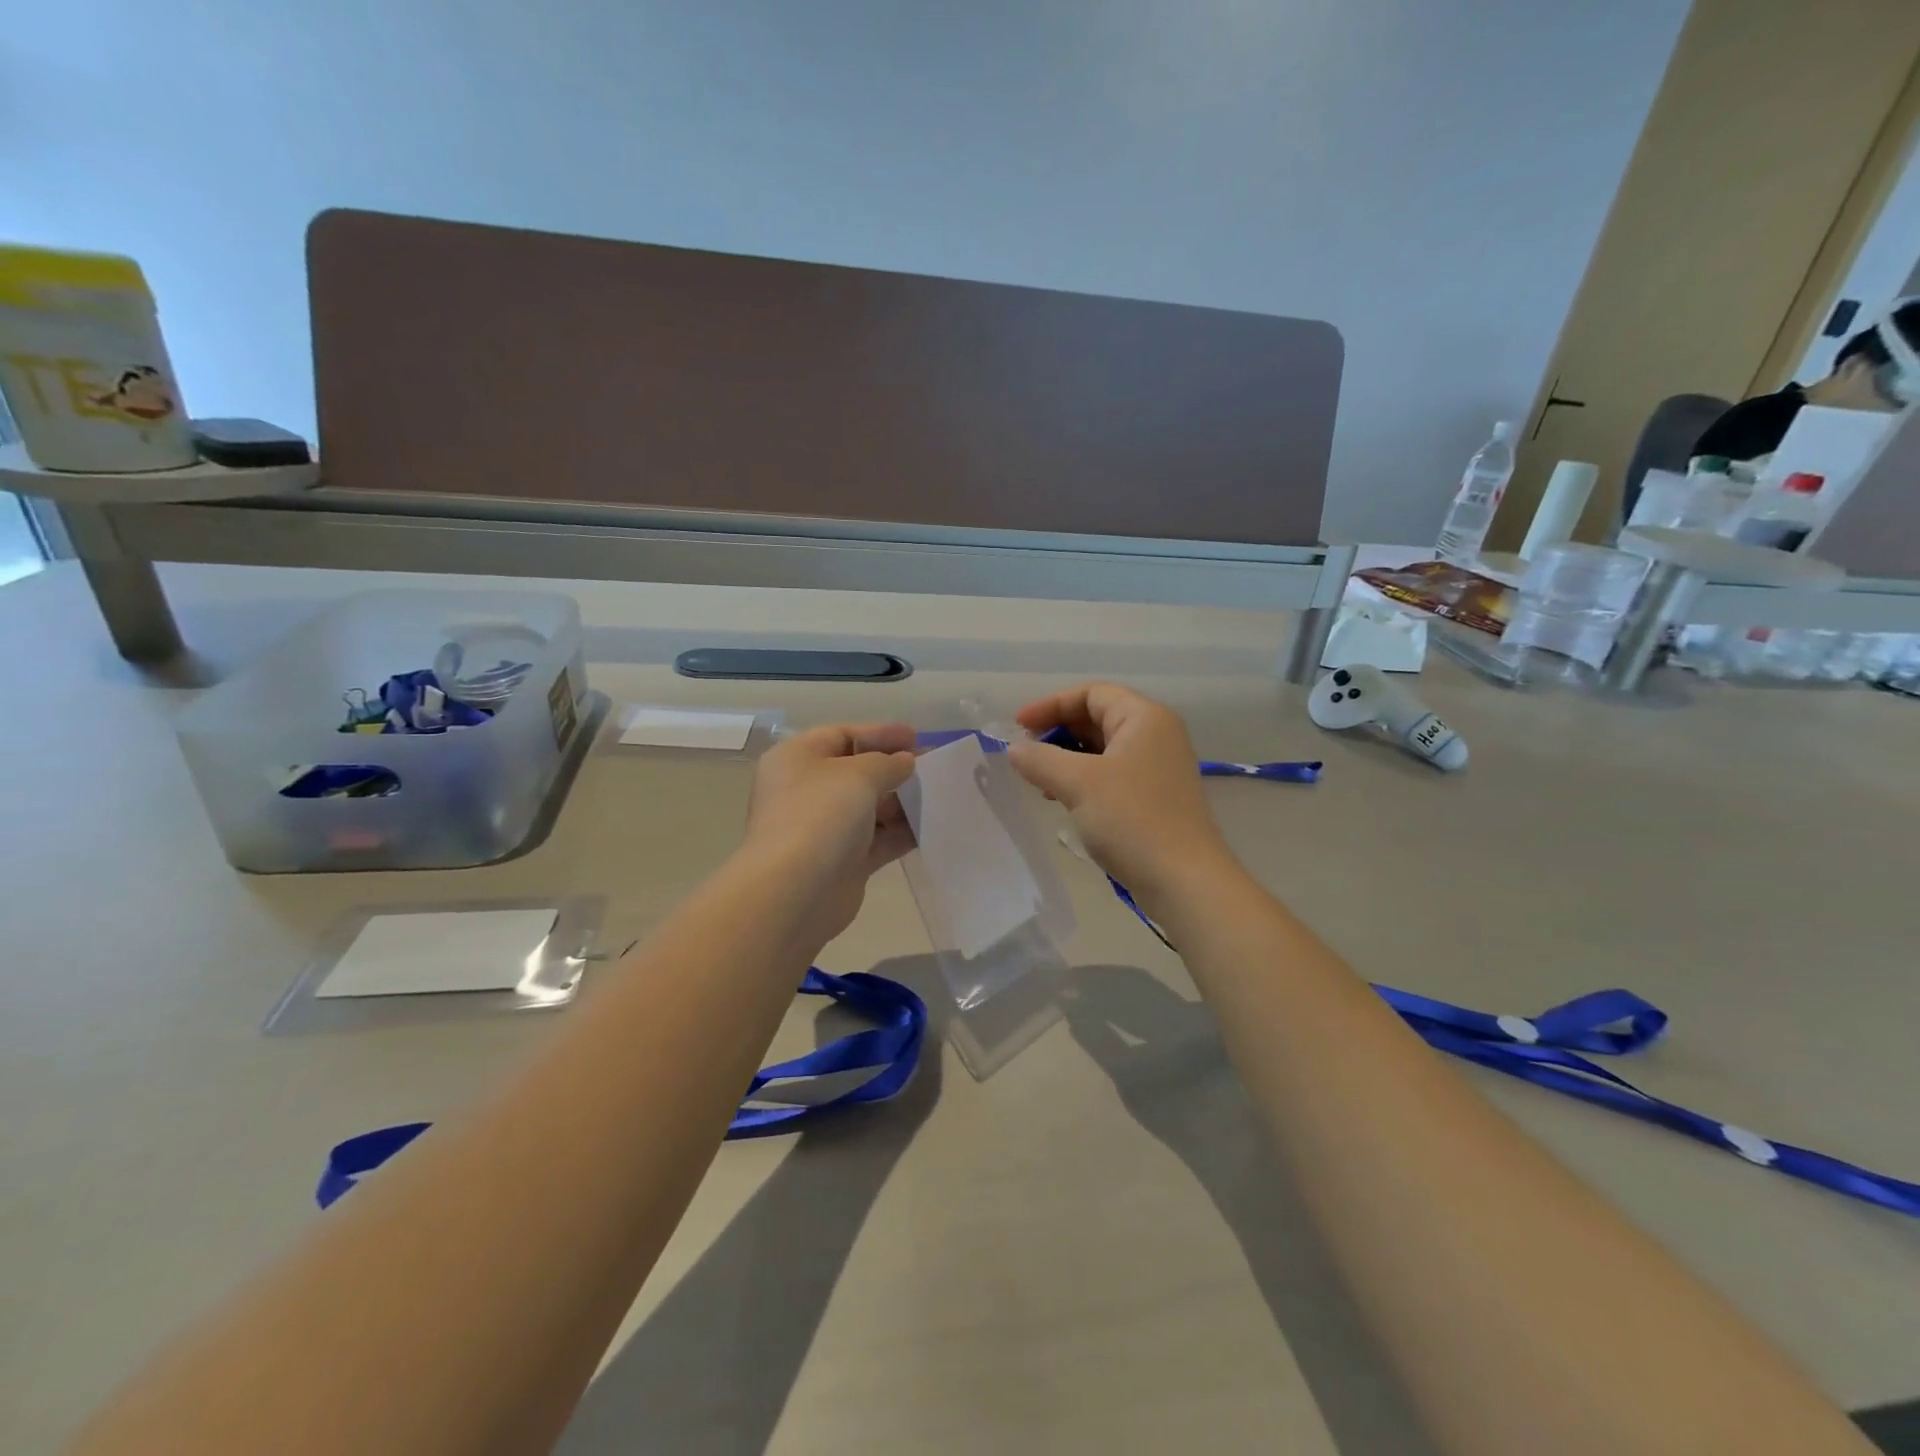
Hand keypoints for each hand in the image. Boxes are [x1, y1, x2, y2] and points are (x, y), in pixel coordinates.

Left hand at [741, 722, 917, 946]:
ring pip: (869, 808)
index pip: (842, 735)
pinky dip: (901, 833)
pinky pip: (878, 839)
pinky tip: (931, 827)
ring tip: (938, 797)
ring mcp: (824, 829)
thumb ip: (888, 763)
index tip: (917, 737)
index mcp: (797, 759)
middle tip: (932, 768)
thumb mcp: (859, 774)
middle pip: (856, 772)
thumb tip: (905, 762)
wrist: (795, 891)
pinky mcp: (842, 862)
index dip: (880, 733)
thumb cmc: (820, 815)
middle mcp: (806, 791)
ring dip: (902, 802)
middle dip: (894, 769)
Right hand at [1007, 683, 1231, 896]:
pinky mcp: (1155, 798)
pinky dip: (1083, 780)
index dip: (1051, 705)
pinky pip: (1111, 775)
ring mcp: (1158, 768)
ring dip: (1067, 759)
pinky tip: (1063, 800)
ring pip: (1103, 750)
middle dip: (1058, 732)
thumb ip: (1040, 759)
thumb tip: (1015, 749)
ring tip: (1039, 781)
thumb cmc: (1131, 819)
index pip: (1091, 693)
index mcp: (1144, 718)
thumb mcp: (1077, 783)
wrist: (1183, 880)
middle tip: (1026, 754)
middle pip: (1098, 718)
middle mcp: (1156, 735)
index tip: (1018, 726)